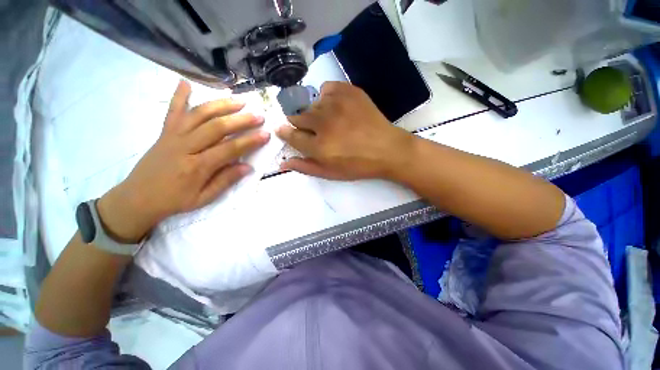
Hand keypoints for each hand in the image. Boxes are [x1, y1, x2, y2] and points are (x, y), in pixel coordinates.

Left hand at [97, 80, 269, 242]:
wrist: (137, 198)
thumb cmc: (174, 200)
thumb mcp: (204, 198)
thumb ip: (226, 181)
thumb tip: (248, 167)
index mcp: (197, 167)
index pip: (230, 149)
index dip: (250, 141)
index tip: (266, 134)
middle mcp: (185, 147)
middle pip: (217, 127)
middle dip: (241, 120)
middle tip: (259, 116)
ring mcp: (173, 136)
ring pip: (199, 115)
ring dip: (221, 105)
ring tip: (239, 101)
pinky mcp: (164, 132)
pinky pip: (172, 111)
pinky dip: (178, 96)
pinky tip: (186, 83)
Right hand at [276, 82, 413, 180]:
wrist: (387, 149)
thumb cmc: (358, 165)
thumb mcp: (330, 173)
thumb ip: (305, 167)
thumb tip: (282, 163)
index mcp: (319, 146)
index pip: (290, 134)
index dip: (285, 132)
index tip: (282, 130)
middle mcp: (324, 123)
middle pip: (297, 117)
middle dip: (300, 124)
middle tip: (315, 131)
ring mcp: (336, 104)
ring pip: (312, 104)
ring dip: (316, 114)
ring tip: (331, 121)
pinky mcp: (348, 91)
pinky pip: (326, 89)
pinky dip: (327, 97)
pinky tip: (336, 107)